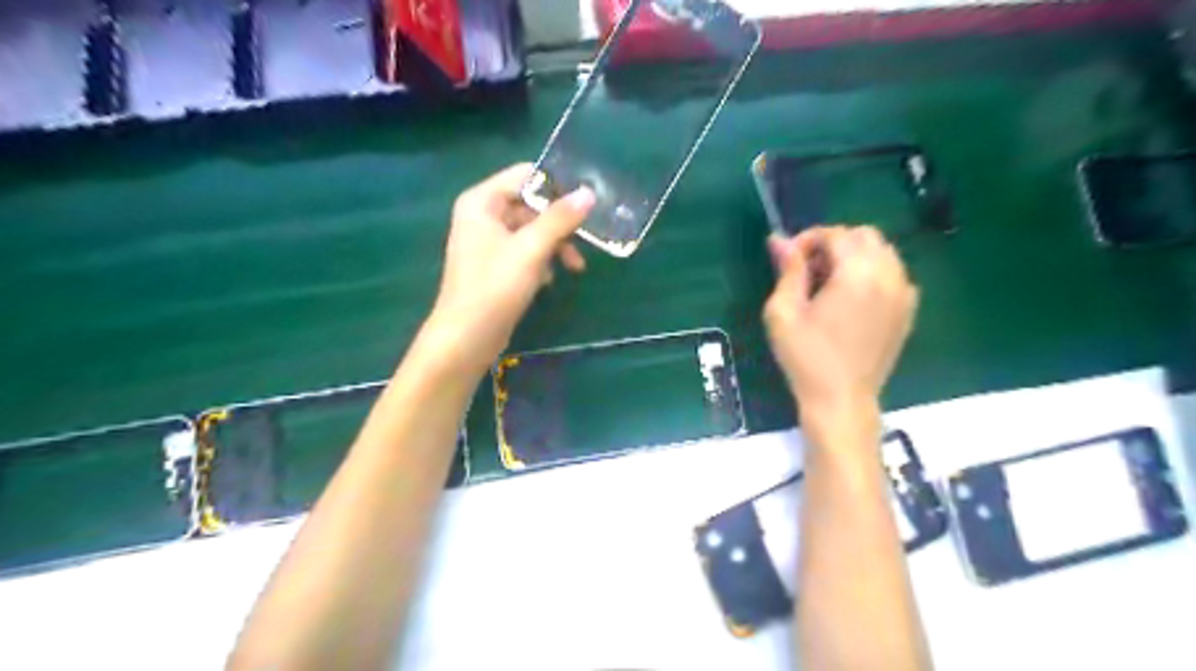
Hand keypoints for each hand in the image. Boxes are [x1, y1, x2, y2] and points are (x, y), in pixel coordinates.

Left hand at [426, 161, 596, 374]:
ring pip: (531, 230)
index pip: (525, 175)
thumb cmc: (495, 287)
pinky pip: (524, 251)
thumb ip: (560, 219)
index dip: (556, 186)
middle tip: (586, 240)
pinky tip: (550, 280)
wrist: (466, 338)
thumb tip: (588, 193)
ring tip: (575, 267)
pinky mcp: (495, 266)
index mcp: (482, 201)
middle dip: (559, 223)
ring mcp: (487, 242)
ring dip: (554, 245)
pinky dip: (541, 261)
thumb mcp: (531, 249)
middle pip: (530, 204)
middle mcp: (482, 215)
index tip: (586, 202)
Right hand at [760, 228, 916, 421]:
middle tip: (807, 269)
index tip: (787, 259)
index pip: (836, 234)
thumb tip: (778, 239)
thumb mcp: (784, 312)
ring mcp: (904, 293)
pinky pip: (893, 274)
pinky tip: (851, 297)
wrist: (841, 400)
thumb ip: (788, 270)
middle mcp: (888, 275)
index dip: (808, 239)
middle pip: (864, 236)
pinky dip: (872, 273)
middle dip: (833, 243)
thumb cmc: (806, 357)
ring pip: (882, 252)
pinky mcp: (908, 310)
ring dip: (854, 256)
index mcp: (857, 274)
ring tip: (827, 283)